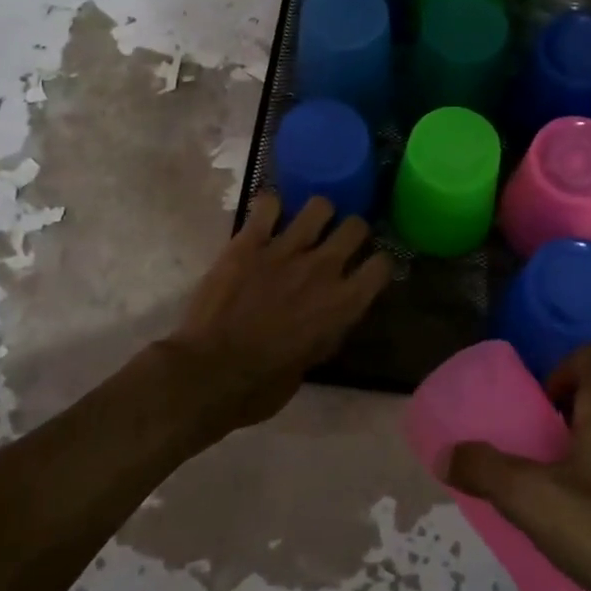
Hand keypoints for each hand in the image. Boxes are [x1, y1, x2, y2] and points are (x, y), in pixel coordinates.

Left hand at [163, 193, 392, 432]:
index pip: (382, 265)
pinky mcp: (249, 242)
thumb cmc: (261, 385)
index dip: (377, 264)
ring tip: (305, 225)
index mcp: (343, 304)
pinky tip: (265, 220)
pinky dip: (269, 209)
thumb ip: (326, 330)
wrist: (208, 374)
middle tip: (338, 241)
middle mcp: (322, 269)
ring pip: (319, 205)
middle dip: (352, 231)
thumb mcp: (311, 363)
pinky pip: (268, 204)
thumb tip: (328, 315)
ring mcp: (285, 250)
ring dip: (316, 214)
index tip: (367, 268)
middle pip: (356, 226)